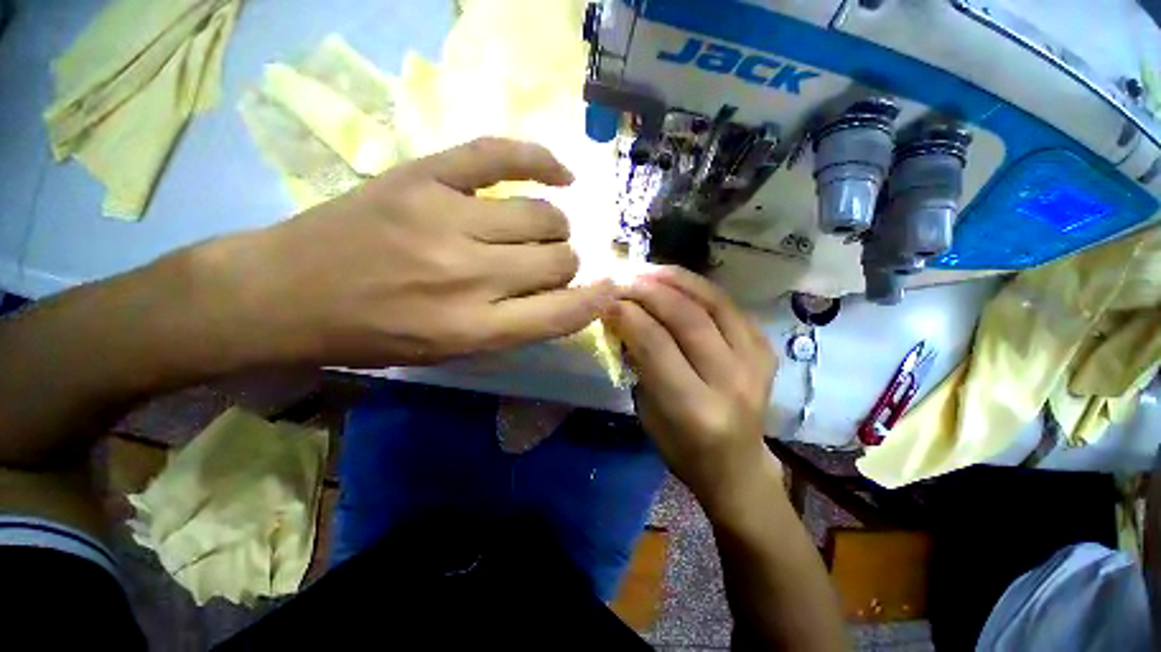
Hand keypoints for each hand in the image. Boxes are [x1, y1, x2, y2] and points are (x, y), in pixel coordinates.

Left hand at [194, 137, 614, 367]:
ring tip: (540, 230)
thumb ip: (515, 327)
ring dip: (554, 227)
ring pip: (544, 215)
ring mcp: (446, 219)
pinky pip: (502, 155)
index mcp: (473, 328)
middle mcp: (469, 276)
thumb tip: (566, 294)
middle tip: (550, 264)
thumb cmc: (374, 334)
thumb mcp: (451, 351)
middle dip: (565, 263)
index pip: (562, 314)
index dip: (595, 301)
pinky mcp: (426, 176)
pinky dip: (542, 161)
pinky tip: (561, 175)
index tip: (611, 289)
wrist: (288, 291)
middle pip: (559, 258)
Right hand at [607, 267, 779, 511]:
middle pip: (687, 318)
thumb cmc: (681, 448)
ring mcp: (756, 363)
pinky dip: (700, 288)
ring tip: (648, 269)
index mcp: (695, 408)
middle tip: (623, 276)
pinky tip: (677, 282)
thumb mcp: (647, 412)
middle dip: (649, 290)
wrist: (737, 466)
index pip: (656, 345)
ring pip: (714, 303)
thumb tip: (623, 317)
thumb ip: (638, 362)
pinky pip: (730, 306)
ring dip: (676, 280)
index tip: (606, 298)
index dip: (628, 314)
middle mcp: (731, 382)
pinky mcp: (766, 350)